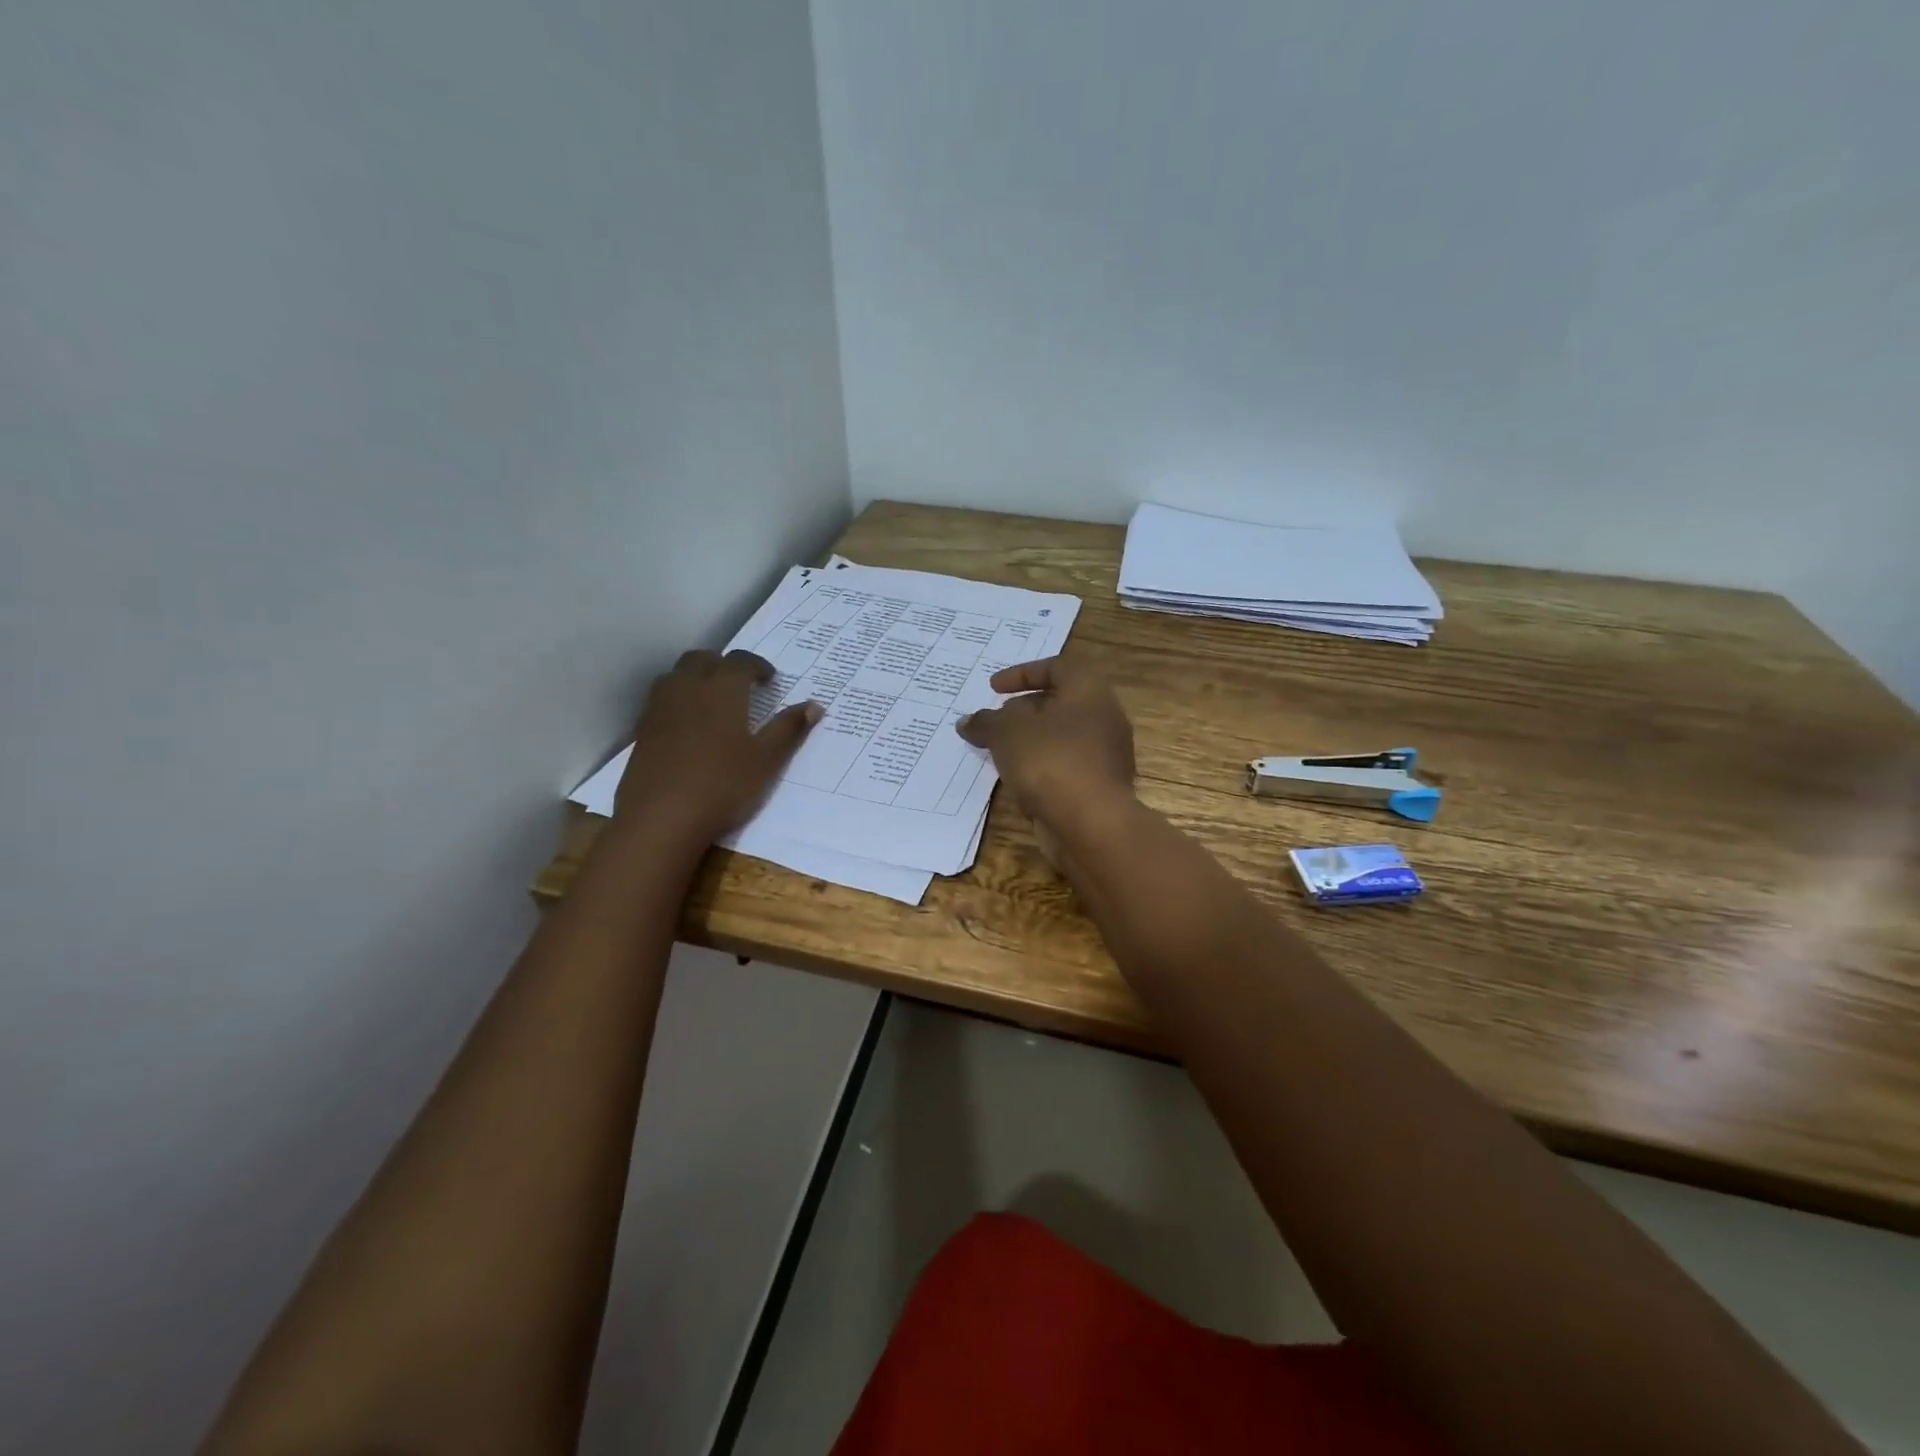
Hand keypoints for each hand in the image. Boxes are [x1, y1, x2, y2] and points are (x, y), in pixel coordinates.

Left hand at [614, 649, 820, 839]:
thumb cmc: (723, 785)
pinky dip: (678, 702)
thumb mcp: (767, 760)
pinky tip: (688, 728)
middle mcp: (687, 688)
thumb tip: (814, 705)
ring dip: (696, 678)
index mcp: (721, 689)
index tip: (770, 680)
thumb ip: (789, 729)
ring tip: (713, 702)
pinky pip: (661, 701)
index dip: (757, 665)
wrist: (660, 819)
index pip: (740, 661)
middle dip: (723, 665)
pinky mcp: (642, 732)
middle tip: (741, 685)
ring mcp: (659, 709)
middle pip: (702, 659)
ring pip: (676, 676)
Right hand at [955, 657, 1134, 831]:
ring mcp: (1107, 754)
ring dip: (1032, 741)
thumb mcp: (1006, 733)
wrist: (1091, 824)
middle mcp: (1105, 717)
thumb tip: (967, 721)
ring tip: (1000, 752)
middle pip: (1061, 702)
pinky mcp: (1101, 786)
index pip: (1058, 666)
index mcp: (1089, 691)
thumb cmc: (1050, 761)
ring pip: (1064, 737)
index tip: (993, 689)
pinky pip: (1067, 766)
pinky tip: (1018, 780)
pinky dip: (1043, 766)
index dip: (1022, 673)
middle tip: (995, 721)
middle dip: (1024, 710)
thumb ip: (985, 722)